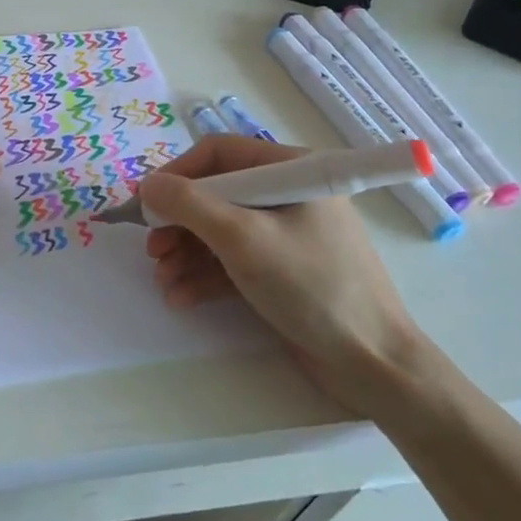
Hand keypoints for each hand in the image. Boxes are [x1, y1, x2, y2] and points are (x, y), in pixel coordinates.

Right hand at [139, 135, 421, 410]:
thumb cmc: (311, 286)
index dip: (178, 175)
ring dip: (185, 253)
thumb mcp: (244, 239)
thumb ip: (190, 206)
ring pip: (219, 230)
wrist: (373, 365)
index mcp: (291, 170)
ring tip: (163, 280)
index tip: (147, 204)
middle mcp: (287, 195)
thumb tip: (147, 185)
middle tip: (152, 249)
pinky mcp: (281, 271)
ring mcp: (285, 235)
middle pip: (215, 194)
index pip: (219, 154)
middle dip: (179, 223)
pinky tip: (180, 296)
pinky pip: (233, 261)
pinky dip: (205, 275)